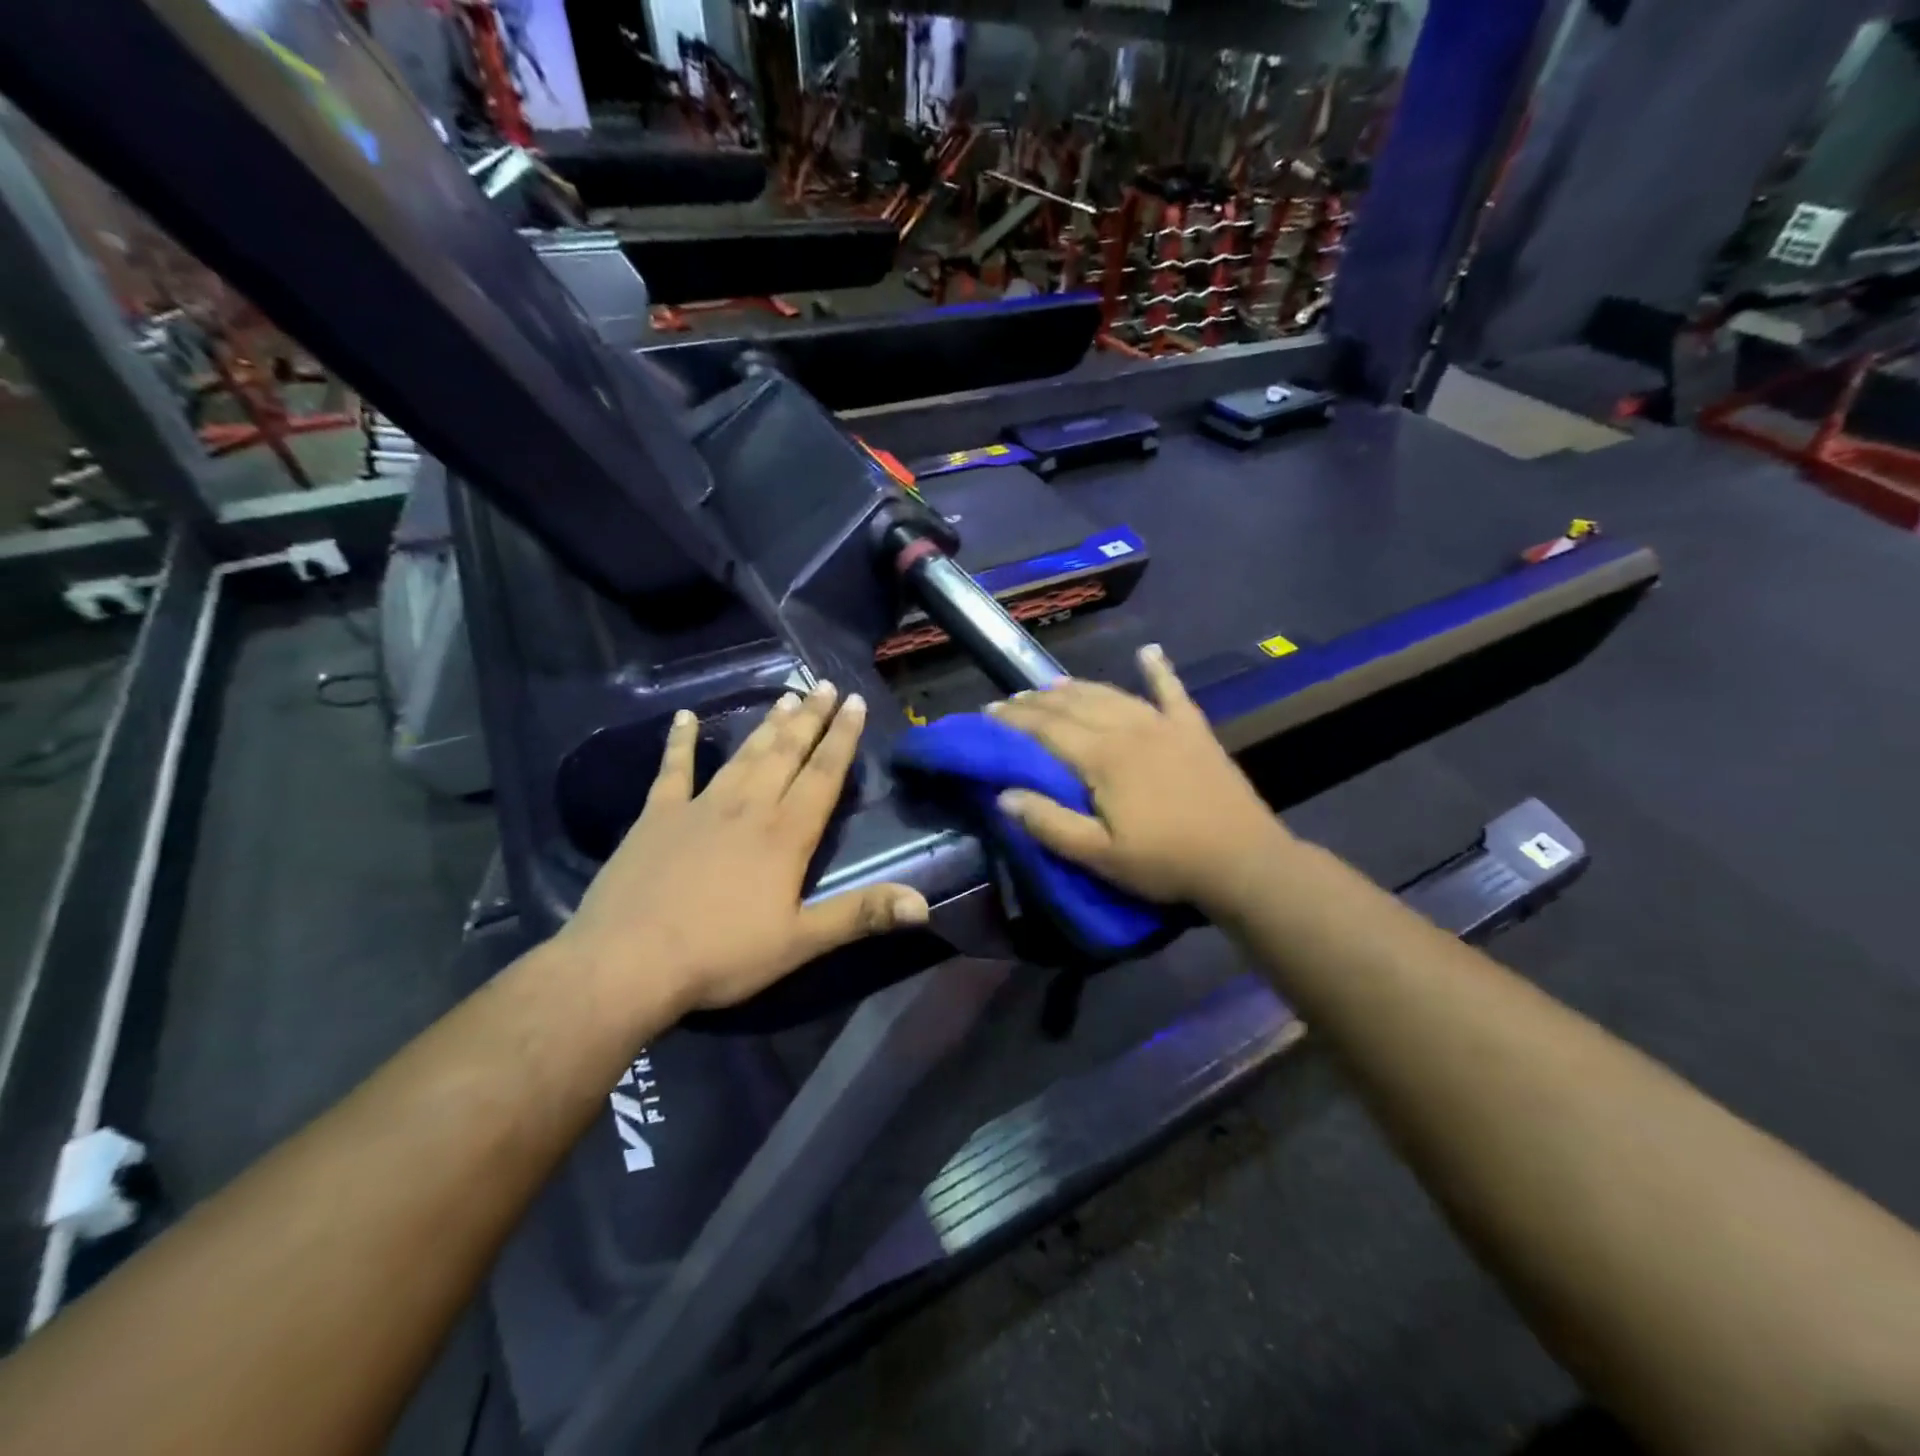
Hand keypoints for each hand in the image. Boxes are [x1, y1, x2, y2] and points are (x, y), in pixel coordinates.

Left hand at [557, 683, 928, 1017]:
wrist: (628, 961)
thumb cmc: (722, 954)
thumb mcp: (800, 941)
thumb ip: (860, 915)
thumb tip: (923, 904)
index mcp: (785, 834)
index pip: (823, 775)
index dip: (842, 738)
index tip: (855, 703)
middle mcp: (748, 807)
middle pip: (786, 753)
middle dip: (810, 718)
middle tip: (826, 686)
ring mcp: (700, 806)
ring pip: (743, 755)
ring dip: (767, 725)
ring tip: (786, 696)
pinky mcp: (657, 816)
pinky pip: (673, 770)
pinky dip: (679, 742)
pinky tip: (684, 718)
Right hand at [988, 645, 1293, 913]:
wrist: (1243, 859)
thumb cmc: (1165, 862)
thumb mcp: (1099, 856)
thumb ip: (1049, 823)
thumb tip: (1003, 794)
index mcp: (1102, 757)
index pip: (1046, 729)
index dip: (1014, 719)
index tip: (988, 712)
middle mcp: (1128, 728)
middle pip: (1073, 705)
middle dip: (1037, 701)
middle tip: (1011, 700)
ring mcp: (1164, 724)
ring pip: (1111, 694)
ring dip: (1077, 687)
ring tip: (1051, 685)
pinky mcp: (1194, 730)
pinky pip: (1172, 691)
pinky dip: (1158, 670)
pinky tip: (1149, 652)